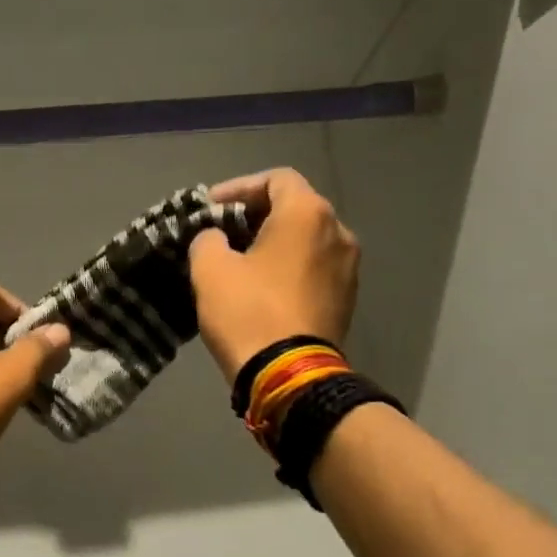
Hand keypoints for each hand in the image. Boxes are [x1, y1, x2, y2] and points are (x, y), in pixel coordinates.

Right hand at [189, 169, 359, 384]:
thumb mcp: (210, 270)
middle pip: (295, 207)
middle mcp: (338, 231)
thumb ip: (208, 239)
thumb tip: (217, 238)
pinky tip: (263, 288)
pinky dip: (289, 268)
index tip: (210, 208)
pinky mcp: (347, 299)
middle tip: (222, 233)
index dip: (239, 188)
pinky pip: (314, 268)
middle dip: (256, 216)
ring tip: (241, 262)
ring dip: (274, 244)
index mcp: (307, 214)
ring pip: (306, 240)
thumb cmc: (248, 314)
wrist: (289, 376)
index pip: (275, 179)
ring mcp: (348, 267)